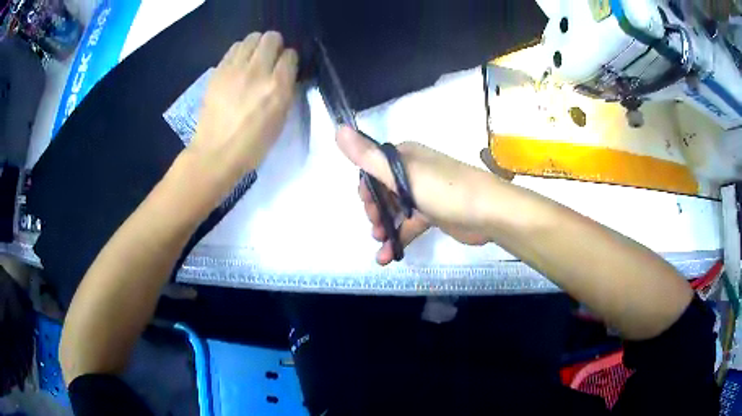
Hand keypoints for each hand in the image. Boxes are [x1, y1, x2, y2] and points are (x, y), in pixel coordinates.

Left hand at [188, 31, 297, 196]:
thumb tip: (285, 72)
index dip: (289, 60)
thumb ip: (286, 90)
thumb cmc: (252, 144)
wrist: (216, 153)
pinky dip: (240, 52)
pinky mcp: (218, 72)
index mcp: (277, 88)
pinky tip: (238, 66)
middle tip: (270, 59)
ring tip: (253, 60)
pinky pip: (233, 48)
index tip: (285, 68)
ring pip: (251, 38)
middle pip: (271, 38)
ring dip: (256, 46)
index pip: (290, 55)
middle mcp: (257, 72)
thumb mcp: (280, 119)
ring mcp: (234, 70)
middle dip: (275, 45)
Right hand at [336, 127, 492, 264]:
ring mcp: (425, 193)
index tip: (367, 206)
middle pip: (383, 190)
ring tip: (381, 243)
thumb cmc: (444, 190)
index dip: (366, 188)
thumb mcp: (402, 173)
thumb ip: (367, 156)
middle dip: (375, 210)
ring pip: (396, 209)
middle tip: (375, 227)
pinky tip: (389, 256)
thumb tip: (338, 129)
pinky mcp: (434, 214)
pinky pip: (410, 224)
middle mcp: (414, 171)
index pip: (374, 168)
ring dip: (385, 226)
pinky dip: (399, 238)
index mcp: (405, 156)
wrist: (489, 212)